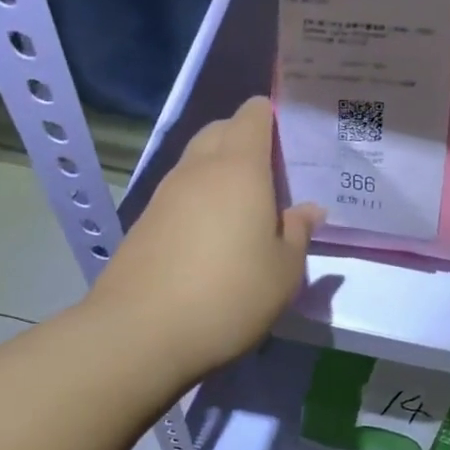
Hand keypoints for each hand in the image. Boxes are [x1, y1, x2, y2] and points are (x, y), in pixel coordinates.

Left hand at [91, 97, 322, 381]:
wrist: (140, 333)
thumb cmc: (229, 294)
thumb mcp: (284, 271)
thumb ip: (298, 232)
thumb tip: (309, 209)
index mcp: (239, 168)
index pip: (252, 116)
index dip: (271, 116)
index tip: (292, 136)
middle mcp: (199, 169)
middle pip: (221, 130)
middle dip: (245, 138)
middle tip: (274, 172)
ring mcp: (166, 194)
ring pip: (197, 161)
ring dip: (221, 169)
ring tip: (246, 204)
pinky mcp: (145, 222)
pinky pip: (181, 192)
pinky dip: (201, 197)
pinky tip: (214, 233)